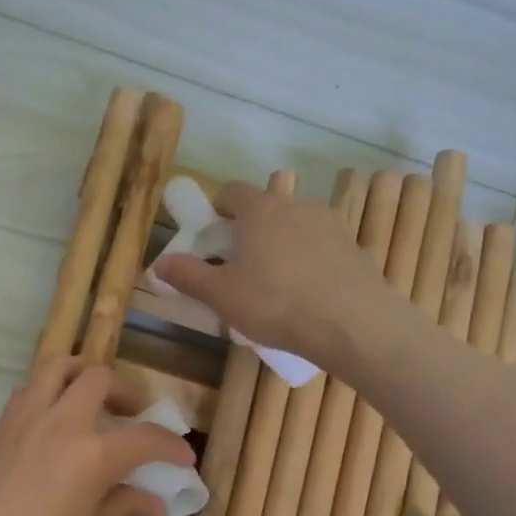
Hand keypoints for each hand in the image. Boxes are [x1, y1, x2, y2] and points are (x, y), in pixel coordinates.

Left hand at [0, 357, 195, 515]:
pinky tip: (55, 421)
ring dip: (82, 374)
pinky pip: (27, 390)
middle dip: (125, 391)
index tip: (183, 457)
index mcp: (92, 455)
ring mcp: (24, 420)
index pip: (144, 438)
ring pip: (56, 367)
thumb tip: (156, 504)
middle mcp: (60, 424)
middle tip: (134, 415)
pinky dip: (48, 391)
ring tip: (93, 400)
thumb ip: (122, 509)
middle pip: (98, 379)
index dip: (170, 445)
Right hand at [154, 181, 386, 365]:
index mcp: (261, 210)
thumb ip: (188, 276)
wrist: (353, 324)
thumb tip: (159, 263)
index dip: (217, 208)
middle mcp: (298, 206)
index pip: (232, 191)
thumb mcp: (221, 295)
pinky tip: (307, 296)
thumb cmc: (275, 303)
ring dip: (282, 246)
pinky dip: (310, 264)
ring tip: (274, 284)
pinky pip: (322, 251)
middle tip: (238, 264)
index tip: (210, 233)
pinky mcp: (355, 250)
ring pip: (296, 228)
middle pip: (266, 208)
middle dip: (249, 230)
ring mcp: (332, 226)